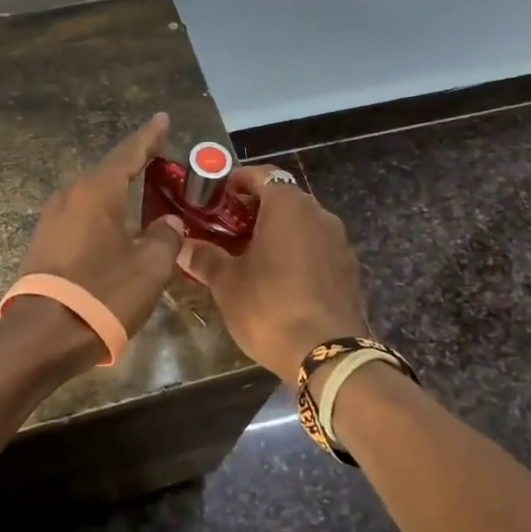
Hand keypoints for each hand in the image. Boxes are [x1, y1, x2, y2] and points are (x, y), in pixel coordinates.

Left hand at [9, 113, 186, 348]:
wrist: (43, 335)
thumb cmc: (103, 293)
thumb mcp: (150, 266)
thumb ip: (166, 236)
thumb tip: (167, 223)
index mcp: (97, 191)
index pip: (129, 153)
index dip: (149, 136)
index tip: (162, 118)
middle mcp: (71, 195)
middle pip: (109, 171)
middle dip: (135, 165)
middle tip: (160, 161)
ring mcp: (52, 218)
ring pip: (93, 195)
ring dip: (118, 191)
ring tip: (142, 192)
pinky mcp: (44, 242)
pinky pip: (81, 215)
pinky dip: (103, 213)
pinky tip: (116, 226)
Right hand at [180, 166, 369, 378]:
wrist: (329, 357)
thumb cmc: (270, 307)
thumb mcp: (227, 283)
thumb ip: (204, 258)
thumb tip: (181, 246)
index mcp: (287, 205)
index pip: (260, 174)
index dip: (235, 181)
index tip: (215, 197)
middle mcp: (318, 213)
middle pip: (282, 198)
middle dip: (254, 209)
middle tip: (226, 228)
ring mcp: (339, 242)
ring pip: (302, 224)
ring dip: (278, 231)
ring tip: (250, 255)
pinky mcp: (349, 269)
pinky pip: (317, 248)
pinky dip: (298, 253)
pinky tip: (280, 279)